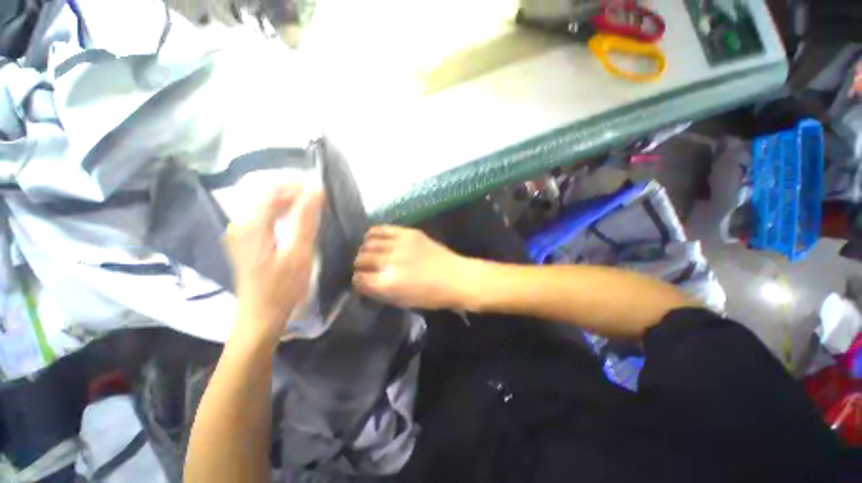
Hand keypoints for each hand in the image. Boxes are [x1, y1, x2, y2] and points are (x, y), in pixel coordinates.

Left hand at [225, 184, 323, 342]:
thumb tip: (316, 191)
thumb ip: (306, 220)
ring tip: (311, 209)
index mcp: (251, 225)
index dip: (297, 186)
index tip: (321, 193)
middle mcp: (240, 224)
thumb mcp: (298, 254)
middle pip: (265, 194)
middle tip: (318, 201)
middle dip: (293, 192)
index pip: (272, 190)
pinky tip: (296, 221)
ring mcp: (240, 233)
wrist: (260, 316)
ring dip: (289, 202)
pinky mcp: (245, 241)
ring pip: (265, 205)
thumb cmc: (282, 288)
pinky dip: (282, 213)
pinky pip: (263, 216)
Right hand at [352, 226, 474, 309]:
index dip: (358, 281)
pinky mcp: (409, 233)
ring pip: (368, 242)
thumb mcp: (402, 302)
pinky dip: (374, 234)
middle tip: (365, 268)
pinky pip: (382, 229)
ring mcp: (399, 244)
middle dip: (359, 265)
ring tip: (369, 253)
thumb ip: (379, 292)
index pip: (359, 278)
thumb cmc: (431, 296)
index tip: (361, 281)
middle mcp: (390, 261)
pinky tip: (374, 239)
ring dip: (365, 249)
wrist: (456, 277)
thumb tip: (363, 283)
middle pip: (361, 258)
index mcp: (388, 283)